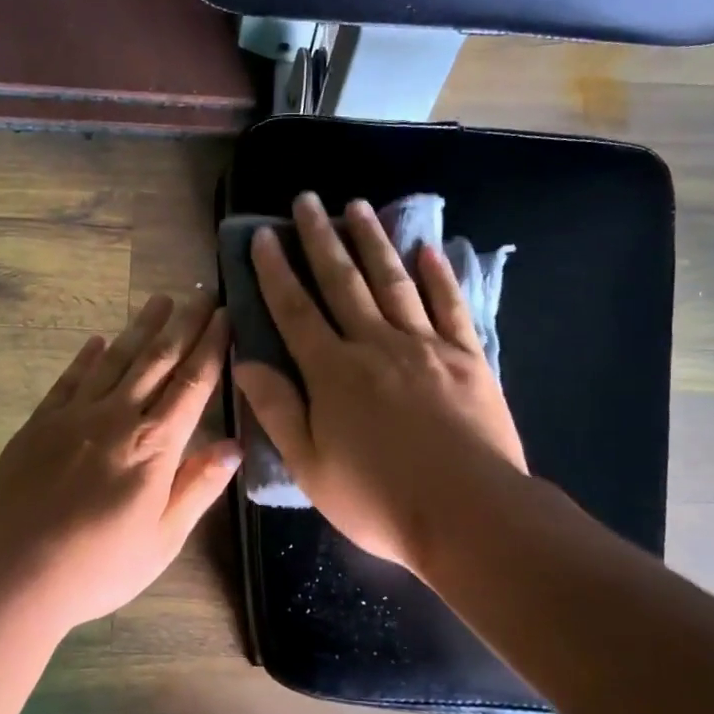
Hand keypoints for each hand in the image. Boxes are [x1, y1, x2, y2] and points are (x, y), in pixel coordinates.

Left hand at [0, 293, 240, 628]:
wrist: (13, 572)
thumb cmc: (98, 566)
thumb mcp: (163, 539)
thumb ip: (197, 487)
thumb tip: (234, 445)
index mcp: (154, 447)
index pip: (192, 385)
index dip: (211, 347)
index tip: (226, 317)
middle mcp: (117, 418)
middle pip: (157, 361)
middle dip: (183, 325)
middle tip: (201, 295)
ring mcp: (74, 416)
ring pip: (116, 360)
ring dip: (140, 328)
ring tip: (158, 300)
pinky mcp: (40, 423)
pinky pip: (70, 379)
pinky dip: (87, 356)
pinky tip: (98, 340)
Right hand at [232, 193, 526, 571]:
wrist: (468, 513)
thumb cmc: (378, 499)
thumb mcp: (310, 465)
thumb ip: (277, 409)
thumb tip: (244, 362)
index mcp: (333, 372)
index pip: (296, 310)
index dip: (276, 271)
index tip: (263, 235)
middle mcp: (376, 345)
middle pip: (343, 282)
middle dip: (321, 238)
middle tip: (308, 199)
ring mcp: (426, 346)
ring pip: (393, 282)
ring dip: (373, 241)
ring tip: (357, 206)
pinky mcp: (468, 357)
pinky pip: (451, 306)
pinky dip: (439, 275)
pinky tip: (427, 249)